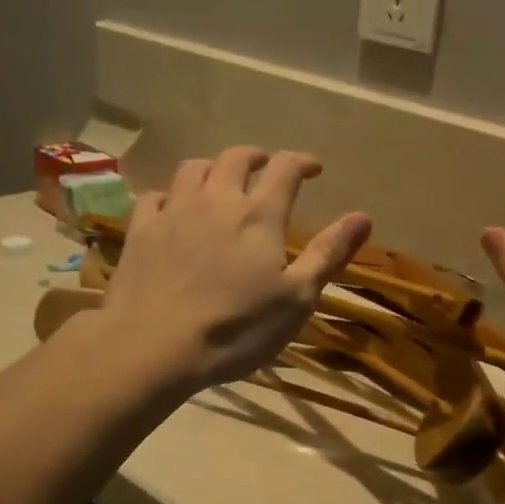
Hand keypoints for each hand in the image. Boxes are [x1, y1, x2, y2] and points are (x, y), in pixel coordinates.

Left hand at [100, 146, 372, 393]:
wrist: (154, 346)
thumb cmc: (237, 328)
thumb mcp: (296, 298)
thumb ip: (328, 253)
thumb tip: (364, 216)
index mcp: (259, 216)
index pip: (285, 169)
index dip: (302, 162)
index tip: (314, 168)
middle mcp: (216, 200)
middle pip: (235, 158)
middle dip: (256, 157)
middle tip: (265, 167)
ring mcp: (173, 212)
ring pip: (192, 169)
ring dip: (212, 168)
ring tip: (220, 181)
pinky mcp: (140, 231)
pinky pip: (154, 197)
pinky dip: (169, 196)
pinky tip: (172, 210)